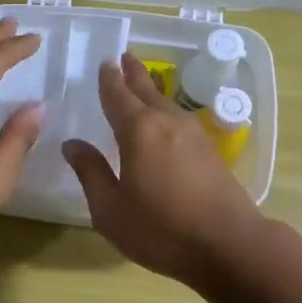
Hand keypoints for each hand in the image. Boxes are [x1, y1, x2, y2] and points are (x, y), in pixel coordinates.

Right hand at [62, 54, 265, 287]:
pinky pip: (180, 120)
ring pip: (167, 104)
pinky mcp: (210, 152)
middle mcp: (167, 123)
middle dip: (133, 74)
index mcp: (138, 131)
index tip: (104, 63)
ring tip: (142, 84)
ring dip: (152, 91)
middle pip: (147, 91)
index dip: (108, 80)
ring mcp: (193, 136)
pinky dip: (166, 112)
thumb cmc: (160, 229)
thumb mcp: (110, 209)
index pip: (117, 96)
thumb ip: (90, 173)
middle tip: (125, 57)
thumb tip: (73, 145)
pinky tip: (165, 122)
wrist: (228, 245)